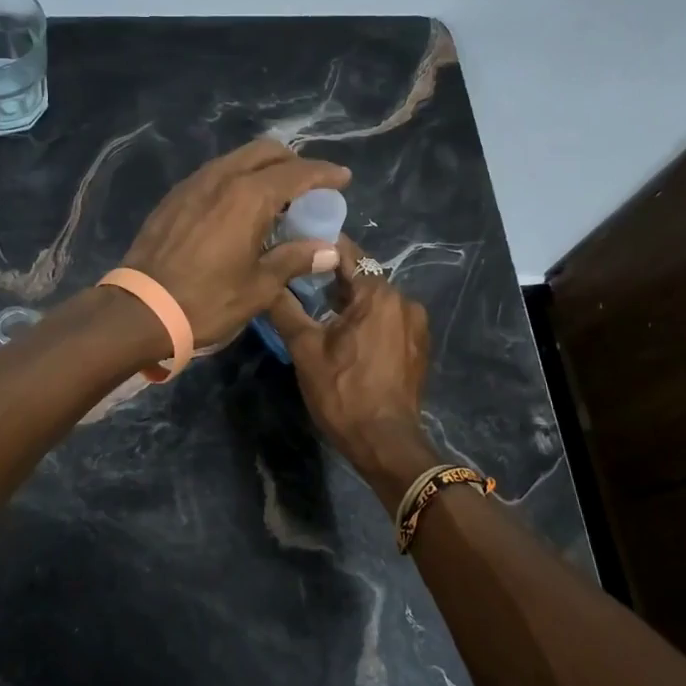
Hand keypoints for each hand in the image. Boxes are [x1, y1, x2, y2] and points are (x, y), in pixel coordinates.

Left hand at [121, 139, 350, 349]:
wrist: (140, 310)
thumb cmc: (207, 301)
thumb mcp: (259, 287)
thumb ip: (295, 259)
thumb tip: (328, 250)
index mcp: (249, 196)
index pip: (297, 172)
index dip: (324, 173)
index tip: (343, 178)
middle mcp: (222, 178)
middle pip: (266, 152)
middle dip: (293, 162)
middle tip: (310, 187)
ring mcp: (194, 184)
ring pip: (238, 159)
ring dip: (263, 169)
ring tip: (277, 198)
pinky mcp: (175, 197)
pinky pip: (216, 174)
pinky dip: (238, 180)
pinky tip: (240, 209)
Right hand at [266, 238, 433, 477]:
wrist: (386, 443)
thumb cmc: (343, 393)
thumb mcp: (306, 350)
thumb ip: (286, 309)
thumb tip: (266, 281)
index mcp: (379, 294)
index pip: (347, 252)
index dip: (320, 245)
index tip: (294, 243)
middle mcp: (405, 300)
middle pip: (362, 276)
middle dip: (331, 277)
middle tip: (298, 281)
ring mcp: (416, 325)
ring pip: (375, 299)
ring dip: (349, 301)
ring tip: (317, 309)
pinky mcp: (418, 346)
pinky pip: (388, 319)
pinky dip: (367, 319)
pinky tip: (345, 335)